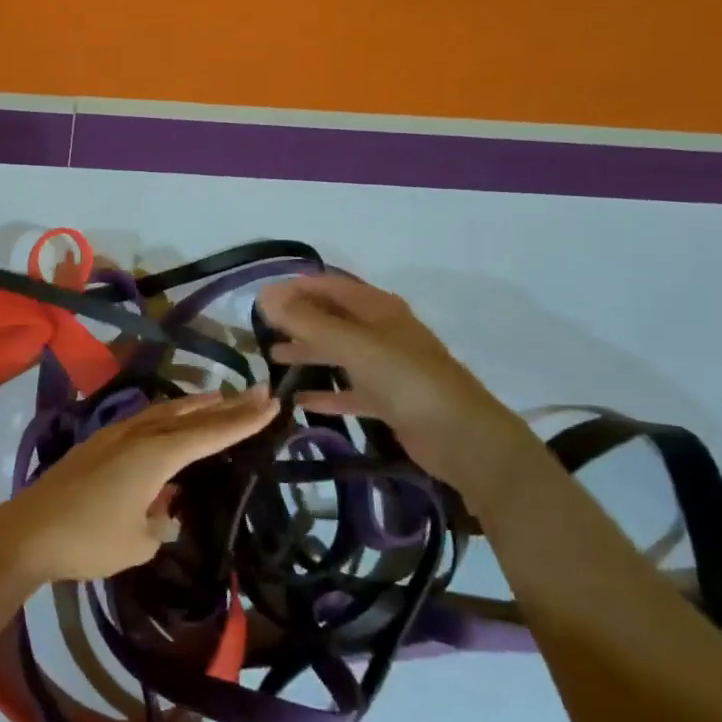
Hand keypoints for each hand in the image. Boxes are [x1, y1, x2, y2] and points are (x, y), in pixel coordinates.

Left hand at [0, 388, 277, 584]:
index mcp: (155, 456)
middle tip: (257, 391)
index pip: (209, 433)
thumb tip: (164, 508)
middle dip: (224, 404)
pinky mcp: (96, 445)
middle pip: (188, 415)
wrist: (27, 532)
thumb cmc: (88, 540)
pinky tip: (166, 422)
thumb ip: (160, 522)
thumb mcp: (138, 542)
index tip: (272, 403)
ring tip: (217, 397)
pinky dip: (166, 416)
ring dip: (193, 405)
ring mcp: (113, 436)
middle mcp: (137, 436)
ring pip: (163, 412)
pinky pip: (142, 421)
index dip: (243, 420)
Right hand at [255, 273, 533, 484]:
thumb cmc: (407, 380)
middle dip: (298, 320)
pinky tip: (299, 400)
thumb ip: (308, 322)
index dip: (296, 288)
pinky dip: (325, 392)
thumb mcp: (353, 345)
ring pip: (338, 353)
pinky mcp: (388, 399)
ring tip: (272, 359)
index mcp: (378, 309)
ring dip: (307, 353)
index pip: (330, 286)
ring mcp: (386, 367)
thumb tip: (265, 297)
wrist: (461, 436)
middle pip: (332, 318)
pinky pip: (349, 390)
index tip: (261, 299)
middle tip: (259, 329)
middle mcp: (381, 332)